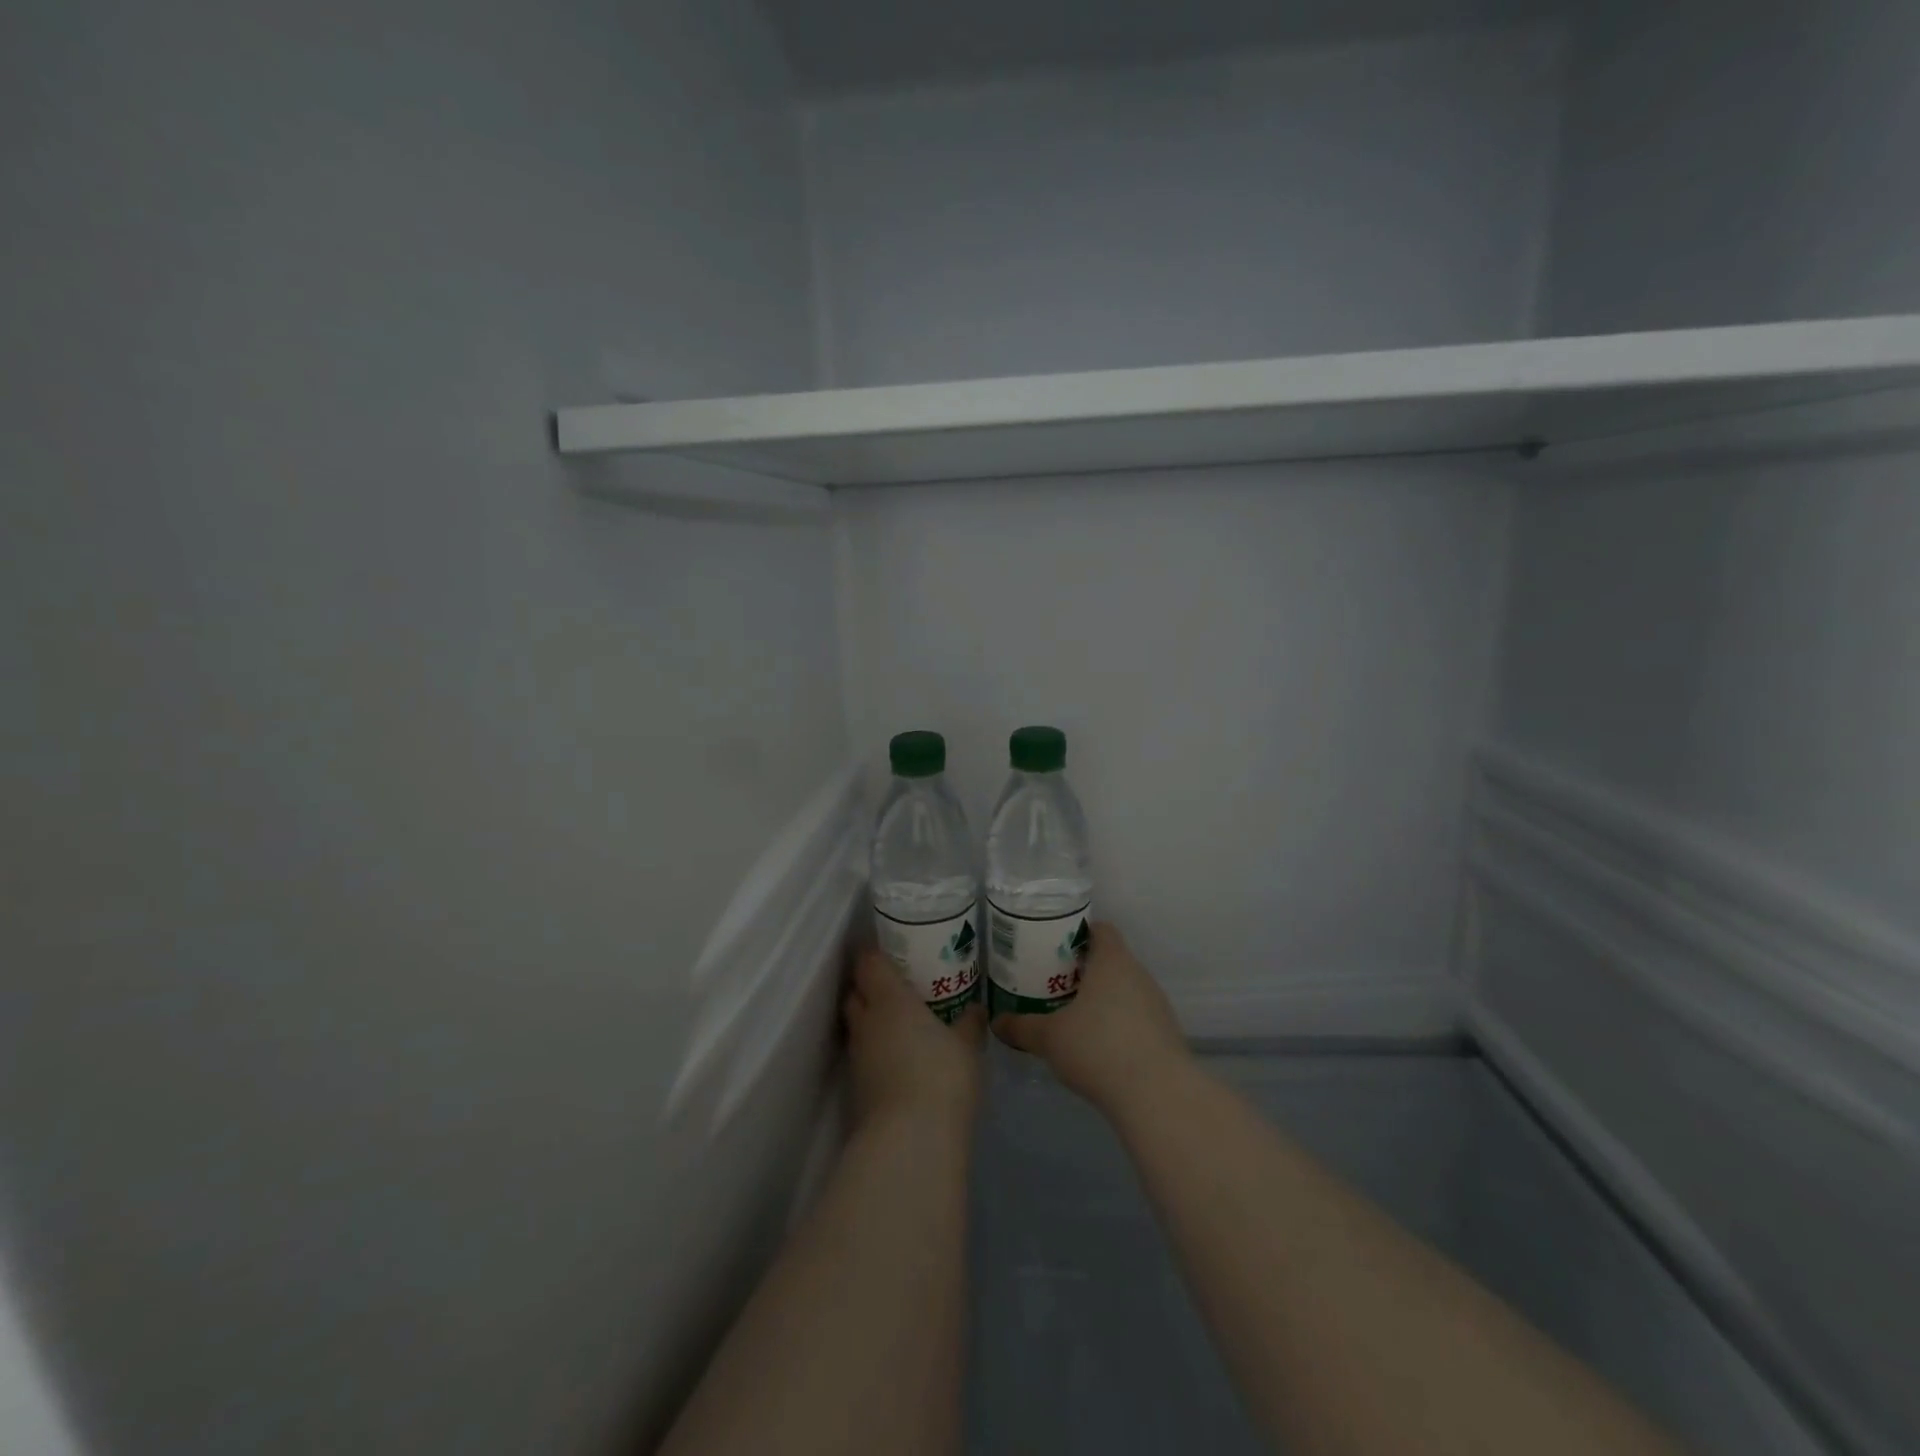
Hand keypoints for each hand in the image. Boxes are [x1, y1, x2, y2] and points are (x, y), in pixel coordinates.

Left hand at [844, 947, 985, 1133]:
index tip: (890, 950)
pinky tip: (898, 1058)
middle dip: (869, 986)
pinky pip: (863, 1055)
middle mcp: (866, 1021)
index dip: (874, 954)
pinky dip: (876, 1051)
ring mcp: (857, 1057)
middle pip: (855, 992)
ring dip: (872, 1020)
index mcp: (890, 998)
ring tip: (900, 1022)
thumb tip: (976, 1008)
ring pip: (857, 1025)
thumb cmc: (941, 1076)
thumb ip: (969, 1023)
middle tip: (897, 985)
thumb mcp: (967, 1046)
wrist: (910, 1140)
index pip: (868, 963)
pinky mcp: (856, 1088)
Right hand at [991, 922, 1190, 1117]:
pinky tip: (1100, 1046)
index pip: (1100, 929)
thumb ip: (1021, 1027)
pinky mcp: (1167, 1033)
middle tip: (1055, 982)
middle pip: (1112, 959)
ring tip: (1075, 1015)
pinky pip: (1138, 1016)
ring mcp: (1157, 1004)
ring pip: (1126, 989)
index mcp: (1112, 961)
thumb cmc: (1098, 1048)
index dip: (1078, 933)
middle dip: (1085, 969)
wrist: (1157, 1095)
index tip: (1055, 947)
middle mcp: (1139, 974)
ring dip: (1103, 997)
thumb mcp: (1049, 1038)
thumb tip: (996, 1022)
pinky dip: (1119, 1023)